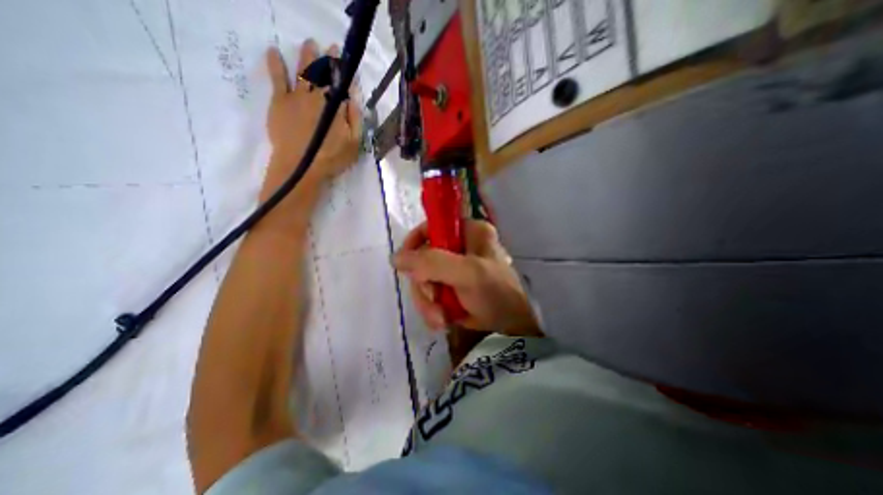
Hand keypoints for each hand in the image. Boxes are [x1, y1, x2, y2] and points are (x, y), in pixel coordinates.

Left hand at [261, 39, 361, 198]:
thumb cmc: (332, 157)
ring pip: (303, 71)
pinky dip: (275, 64)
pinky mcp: (280, 102)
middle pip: (322, 73)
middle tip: (330, 48)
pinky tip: (273, 52)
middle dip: (327, 59)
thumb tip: (354, 96)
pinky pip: (277, 78)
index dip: (343, 69)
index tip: (345, 58)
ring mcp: (296, 96)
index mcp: (335, 105)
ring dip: (307, 56)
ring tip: (310, 44)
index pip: (340, 82)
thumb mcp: (354, 142)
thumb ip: (355, 118)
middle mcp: (316, 95)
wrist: (301, 166)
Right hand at [391, 221, 542, 335]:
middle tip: (433, 299)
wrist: (511, 327)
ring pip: (424, 279)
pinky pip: (430, 293)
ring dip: (427, 301)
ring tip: (440, 317)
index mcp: (469, 231)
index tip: (404, 264)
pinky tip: (442, 319)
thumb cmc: (495, 293)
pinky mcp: (451, 286)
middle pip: (423, 257)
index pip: (432, 226)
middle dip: (424, 284)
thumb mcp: (467, 273)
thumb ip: (431, 262)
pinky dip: (432, 308)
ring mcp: (455, 267)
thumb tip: (395, 258)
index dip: (414, 242)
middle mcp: (460, 246)